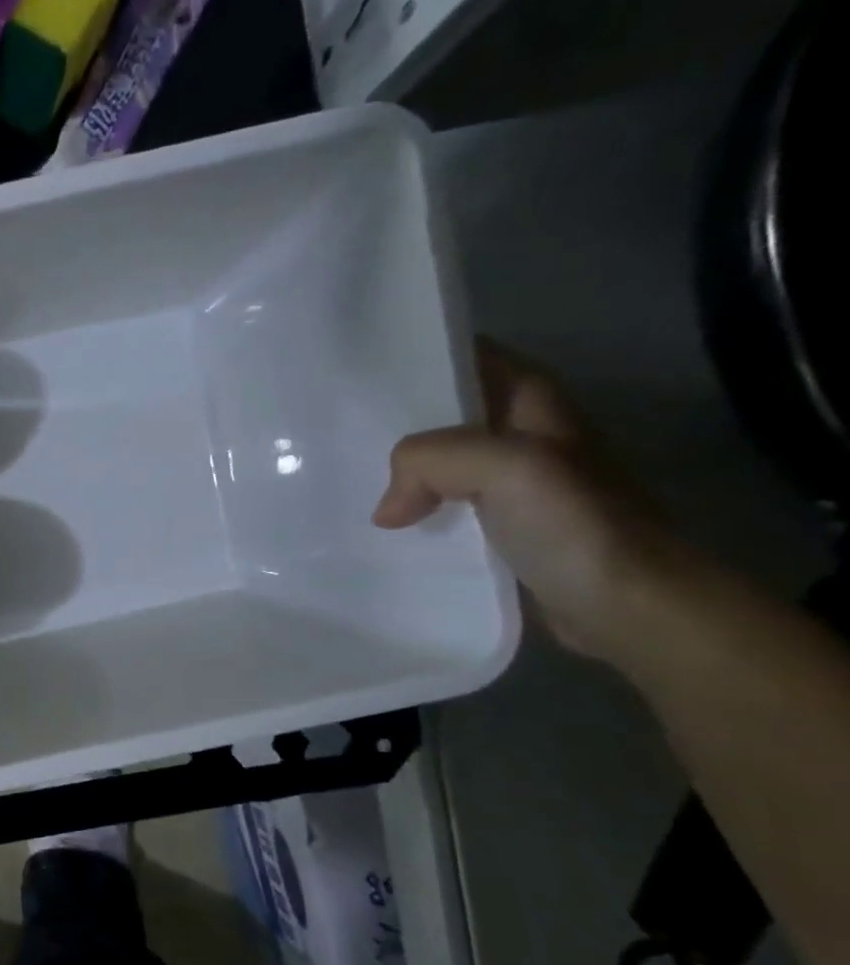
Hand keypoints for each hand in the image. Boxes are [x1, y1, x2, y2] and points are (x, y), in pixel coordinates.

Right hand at [373, 339, 689, 664]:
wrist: (629, 607)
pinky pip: (442, 508)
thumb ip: (432, 459)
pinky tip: (380, 527)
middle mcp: (524, 437)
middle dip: (396, 418)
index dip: (421, 357)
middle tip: (334, 428)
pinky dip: (411, 513)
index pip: (472, 359)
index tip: (361, 370)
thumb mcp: (504, 467)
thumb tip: (388, 508)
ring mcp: (514, 487)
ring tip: (342, 477)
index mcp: (535, 405)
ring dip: (398, 471)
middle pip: (448, 413)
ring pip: (440, 464)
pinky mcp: (502, 531)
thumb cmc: (576, 525)